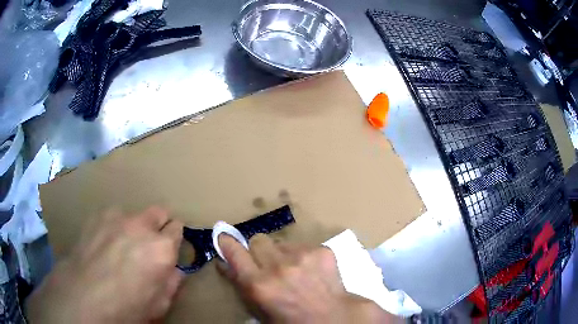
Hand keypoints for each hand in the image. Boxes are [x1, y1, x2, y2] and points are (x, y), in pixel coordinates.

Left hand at [26, 207, 183, 322]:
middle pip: (158, 212)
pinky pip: (112, 216)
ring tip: (120, 246)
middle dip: (158, 225)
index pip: (178, 228)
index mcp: (161, 249)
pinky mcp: (97, 216)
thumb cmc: (127, 306)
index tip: (169, 248)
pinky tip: (103, 244)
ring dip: (133, 227)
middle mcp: (141, 226)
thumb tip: (174, 269)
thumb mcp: (159, 304)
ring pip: (133, 214)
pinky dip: (113, 227)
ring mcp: (117, 217)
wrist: (85, 295)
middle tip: (148, 244)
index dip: (174, 238)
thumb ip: (172, 283)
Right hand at [217, 234, 399, 322]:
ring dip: (282, 253)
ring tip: (293, 270)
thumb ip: (239, 284)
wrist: (332, 318)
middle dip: (259, 251)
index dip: (227, 243)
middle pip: (258, 240)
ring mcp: (302, 256)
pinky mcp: (321, 250)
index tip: (224, 238)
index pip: (234, 251)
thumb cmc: (290, 319)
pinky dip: (301, 255)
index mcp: (259, 284)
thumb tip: (224, 263)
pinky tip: (310, 270)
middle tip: (268, 264)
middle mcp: (278, 266)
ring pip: (281, 242)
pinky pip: (302, 244)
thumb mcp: (258, 309)